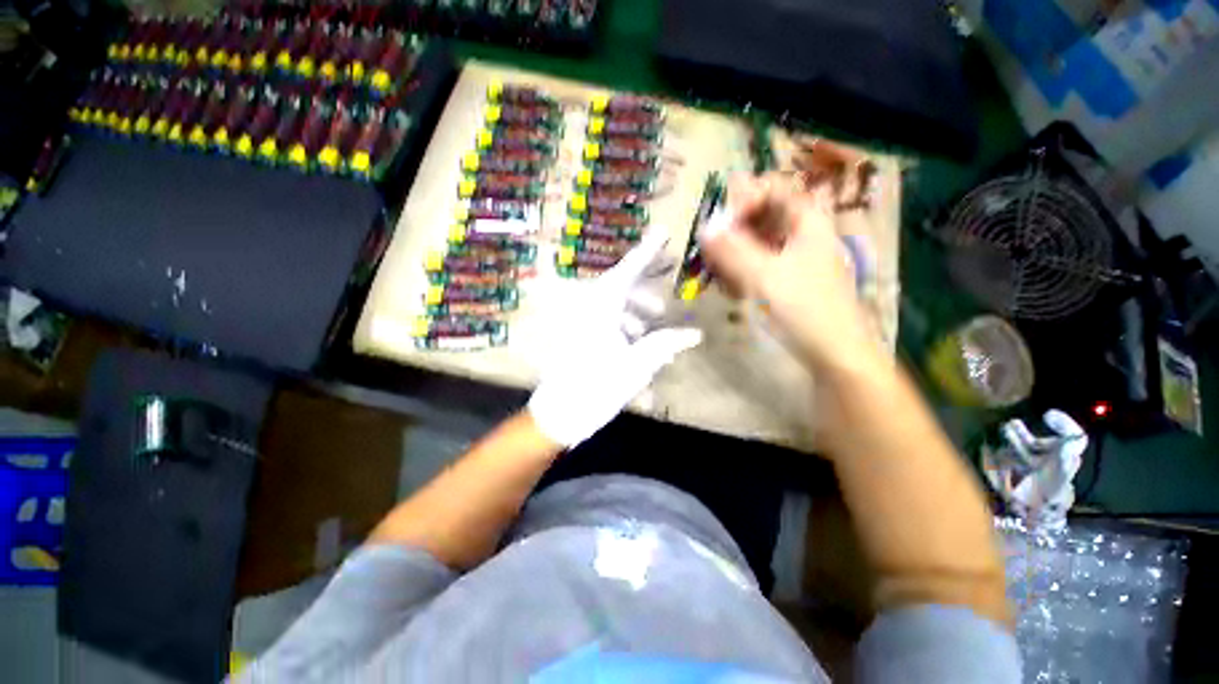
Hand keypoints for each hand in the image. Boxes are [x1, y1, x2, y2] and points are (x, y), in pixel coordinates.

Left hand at [527, 231, 702, 447]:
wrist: (561, 413)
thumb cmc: (598, 386)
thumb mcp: (638, 364)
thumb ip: (666, 344)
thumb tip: (694, 333)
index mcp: (600, 306)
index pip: (629, 269)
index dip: (648, 251)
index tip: (663, 231)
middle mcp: (590, 307)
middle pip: (623, 285)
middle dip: (647, 286)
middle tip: (668, 283)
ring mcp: (583, 322)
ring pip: (615, 306)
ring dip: (637, 314)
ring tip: (653, 329)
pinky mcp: (580, 336)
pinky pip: (606, 323)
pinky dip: (624, 329)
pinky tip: (637, 348)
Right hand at [700, 174, 875, 371]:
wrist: (835, 354)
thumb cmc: (804, 309)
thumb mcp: (764, 276)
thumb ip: (732, 251)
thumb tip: (704, 229)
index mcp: (807, 223)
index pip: (773, 190)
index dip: (744, 200)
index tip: (722, 224)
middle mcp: (802, 236)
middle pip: (761, 219)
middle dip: (733, 237)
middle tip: (714, 258)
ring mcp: (796, 260)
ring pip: (756, 246)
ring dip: (734, 261)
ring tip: (726, 283)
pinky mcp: (788, 282)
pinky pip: (759, 267)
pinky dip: (743, 276)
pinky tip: (736, 295)